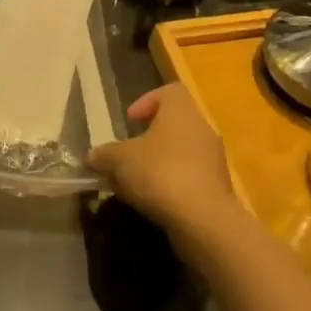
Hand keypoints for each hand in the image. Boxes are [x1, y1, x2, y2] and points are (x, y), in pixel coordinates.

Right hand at [88, 85, 246, 264]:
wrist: (203, 219)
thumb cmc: (160, 173)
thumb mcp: (119, 160)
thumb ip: (104, 155)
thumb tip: (92, 157)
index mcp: (181, 112)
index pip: (169, 92)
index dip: (147, 101)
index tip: (129, 120)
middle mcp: (202, 130)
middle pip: (173, 125)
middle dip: (147, 140)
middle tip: (126, 155)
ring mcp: (213, 160)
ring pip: (180, 154)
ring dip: (157, 165)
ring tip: (133, 184)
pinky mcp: (217, 188)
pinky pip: (189, 178)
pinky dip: (170, 185)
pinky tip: (151, 202)